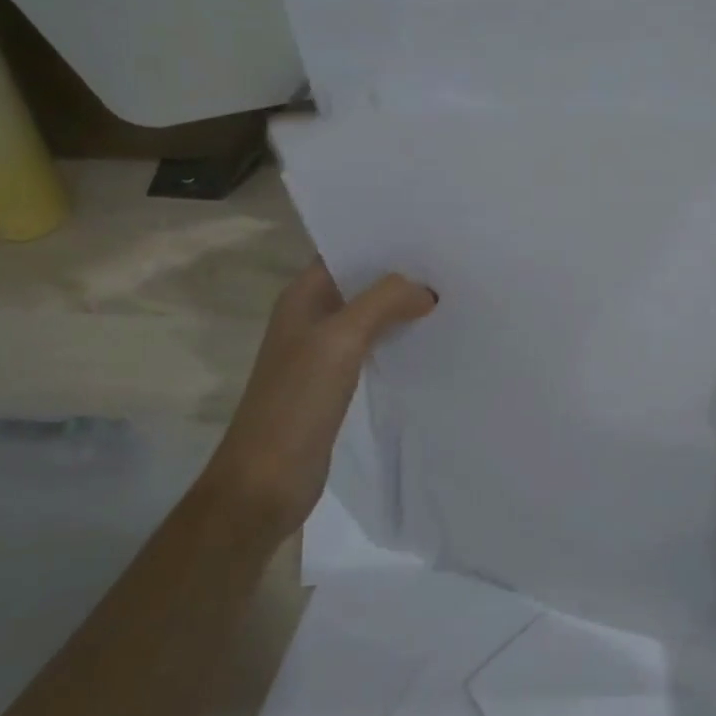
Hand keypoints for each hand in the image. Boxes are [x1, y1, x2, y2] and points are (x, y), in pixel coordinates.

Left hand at [210, 260, 435, 546]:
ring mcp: (322, 353)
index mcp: (301, 297)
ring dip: (401, 307)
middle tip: (450, 264)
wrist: (266, 482)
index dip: (381, 241)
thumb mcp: (340, 340)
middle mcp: (311, 318)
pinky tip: (429, 340)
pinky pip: (372, 348)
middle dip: (399, 274)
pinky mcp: (335, 384)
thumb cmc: (296, 402)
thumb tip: (426, 290)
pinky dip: (397, 340)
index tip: (429, 233)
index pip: (343, 251)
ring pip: (369, 316)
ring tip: (449, 295)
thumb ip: (383, 302)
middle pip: (360, 283)